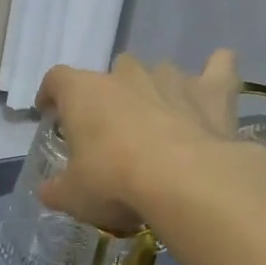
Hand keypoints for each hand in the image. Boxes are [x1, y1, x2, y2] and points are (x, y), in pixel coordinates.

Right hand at [36, 51, 242, 234]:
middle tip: (114, 131)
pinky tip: (217, 77)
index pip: (57, 79)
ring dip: (157, 92)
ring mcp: (171, 78)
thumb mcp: (74, 196)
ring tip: (161, 123)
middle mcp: (127, 75)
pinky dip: (217, 70)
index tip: (50, 112)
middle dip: (113, 96)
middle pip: (114, 72)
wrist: (183, 181)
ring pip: (160, 72)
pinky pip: (218, 68)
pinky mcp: (212, 90)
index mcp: (84, 92)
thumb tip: (47, 191)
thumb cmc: (115, 182)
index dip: (51, 94)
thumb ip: (57, 190)